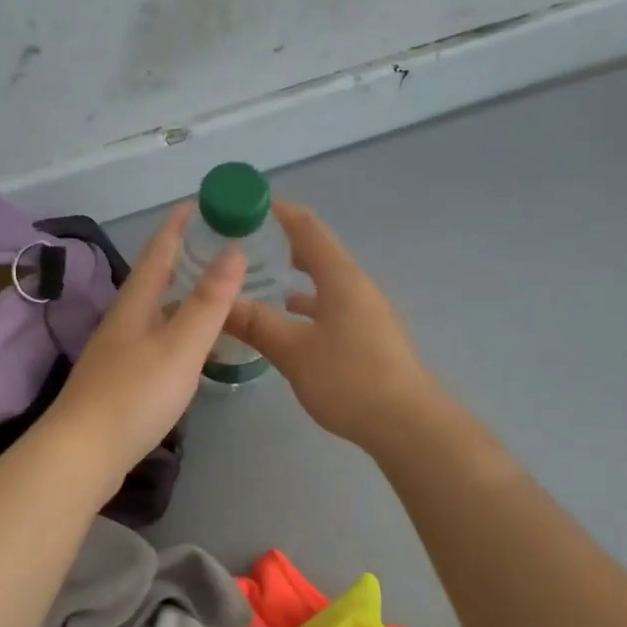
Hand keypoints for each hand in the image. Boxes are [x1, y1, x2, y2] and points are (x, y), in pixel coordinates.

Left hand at [52, 203, 244, 475]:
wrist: (83, 453)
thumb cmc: (135, 395)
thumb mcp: (180, 345)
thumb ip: (209, 301)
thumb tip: (234, 249)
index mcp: (135, 306)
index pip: (157, 253)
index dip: (177, 227)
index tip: (196, 203)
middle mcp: (122, 322)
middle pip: (151, 281)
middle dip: (178, 258)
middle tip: (212, 246)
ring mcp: (116, 353)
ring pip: (151, 312)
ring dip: (176, 295)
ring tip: (205, 291)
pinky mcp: (118, 382)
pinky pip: (151, 340)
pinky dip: (172, 329)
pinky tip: (183, 345)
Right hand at [226, 200, 442, 453]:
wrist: (406, 424)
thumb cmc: (349, 378)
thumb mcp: (293, 351)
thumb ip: (256, 324)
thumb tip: (220, 304)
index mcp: (340, 278)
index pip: (307, 228)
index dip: (278, 211)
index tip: (247, 203)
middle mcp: (356, 287)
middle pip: (317, 252)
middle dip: (282, 243)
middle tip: (244, 243)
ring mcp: (366, 313)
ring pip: (324, 283)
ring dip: (294, 277)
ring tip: (258, 280)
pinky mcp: (369, 338)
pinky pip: (331, 308)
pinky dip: (306, 306)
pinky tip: (288, 323)